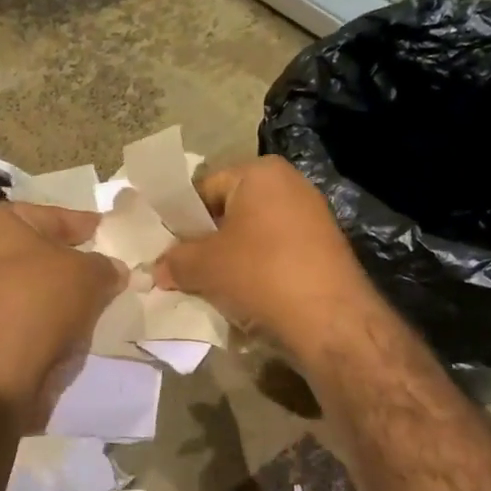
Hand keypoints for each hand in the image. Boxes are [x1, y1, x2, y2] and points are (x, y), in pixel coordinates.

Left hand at [0, 202, 124, 424]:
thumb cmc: (38, 303)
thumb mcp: (88, 275)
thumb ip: (105, 266)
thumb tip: (113, 270)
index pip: (53, 216)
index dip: (87, 226)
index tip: (112, 235)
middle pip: (37, 253)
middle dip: (71, 264)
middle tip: (108, 273)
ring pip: (29, 289)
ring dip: (58, 297)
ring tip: (95, 305)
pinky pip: (20, 318)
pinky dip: (43, 322)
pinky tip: (71, 332)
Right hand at [154, 156, 375, 358]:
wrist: (330, 319)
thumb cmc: (261, 274)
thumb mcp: (205, 266)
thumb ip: (176, 261)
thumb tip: (159, 269)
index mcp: (261, 172)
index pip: (204, 188)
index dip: (180, 219)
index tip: (165, 249)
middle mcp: (291, 185)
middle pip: (230, 212)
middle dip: (206, 241)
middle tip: (183, 270)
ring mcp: (313, 217)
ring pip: (254, 236)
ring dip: (231, 260)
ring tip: (211, 288)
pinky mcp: (324, 249)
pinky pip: (277, 254)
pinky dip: (258, 271)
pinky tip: (245, 298)